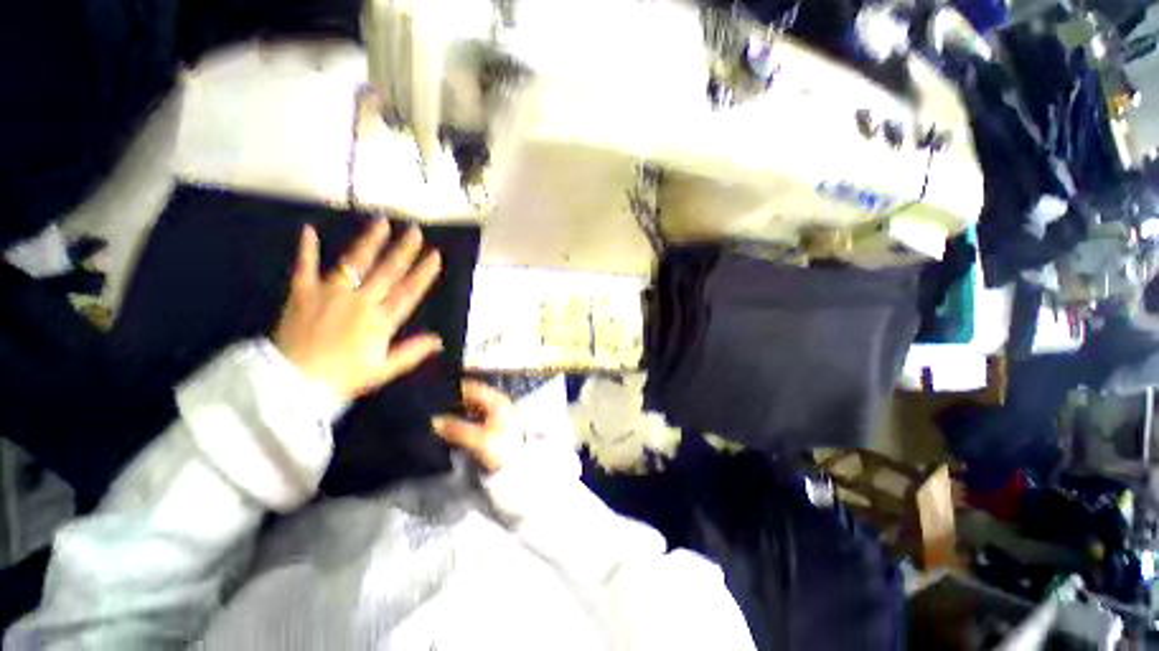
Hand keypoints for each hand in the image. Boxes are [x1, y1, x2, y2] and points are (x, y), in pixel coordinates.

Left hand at [274, 220, 442, 400]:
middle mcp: (360, 301)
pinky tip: (308, 230)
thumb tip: (439, 340)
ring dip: (369, 242)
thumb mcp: (384, 370)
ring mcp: (330, 294)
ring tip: (381, 222)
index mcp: (380, 320)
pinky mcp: (302, 294)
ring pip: (354, 263)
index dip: (424, 273)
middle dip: (403, 250)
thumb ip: (412, 352)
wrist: (291, 384)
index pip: (409, 292)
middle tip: (415, 231)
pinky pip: (304, 268)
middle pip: (387, 272)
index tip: (435, 256)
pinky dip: (307, 250)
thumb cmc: (342, 378)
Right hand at [432, 381, 516, 470]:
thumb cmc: (501, 447)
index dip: (456, 389)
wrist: (518, 464)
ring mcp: (499, 412)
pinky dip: (466, 418)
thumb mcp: (477, 438)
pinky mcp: (497, 424)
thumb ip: (455, 429)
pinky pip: (478, 416)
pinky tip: (455, 425)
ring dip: (460, 410)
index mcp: (496, 400)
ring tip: (441, 415)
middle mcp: (499, 402)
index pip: (473, 387)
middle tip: (435, 405)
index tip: (437, 392)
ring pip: (475, 406)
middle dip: (456, 400)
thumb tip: (434, 421)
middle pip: (474, 396)